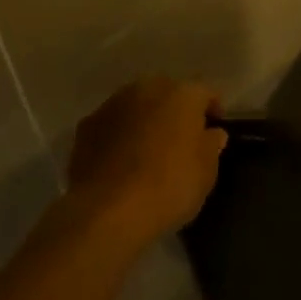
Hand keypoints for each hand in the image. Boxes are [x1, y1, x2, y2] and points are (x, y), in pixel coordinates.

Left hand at [66, 78, 225, 248]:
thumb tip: (212, 133)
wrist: (107, 210)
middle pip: (167, 93)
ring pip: (136, 106)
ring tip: (148, 150)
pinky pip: (112, 125)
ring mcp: (112, 105)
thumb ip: (211, 145)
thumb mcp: (207, 172)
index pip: (205, 92)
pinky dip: (119, 136)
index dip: (212, 109)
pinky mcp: (86, 126)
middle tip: (181, 139)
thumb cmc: (169, 186)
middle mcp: (146, 89)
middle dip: (175, 110)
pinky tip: (121, 162)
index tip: (215, 129)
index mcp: (182, 94)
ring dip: (145, 120)